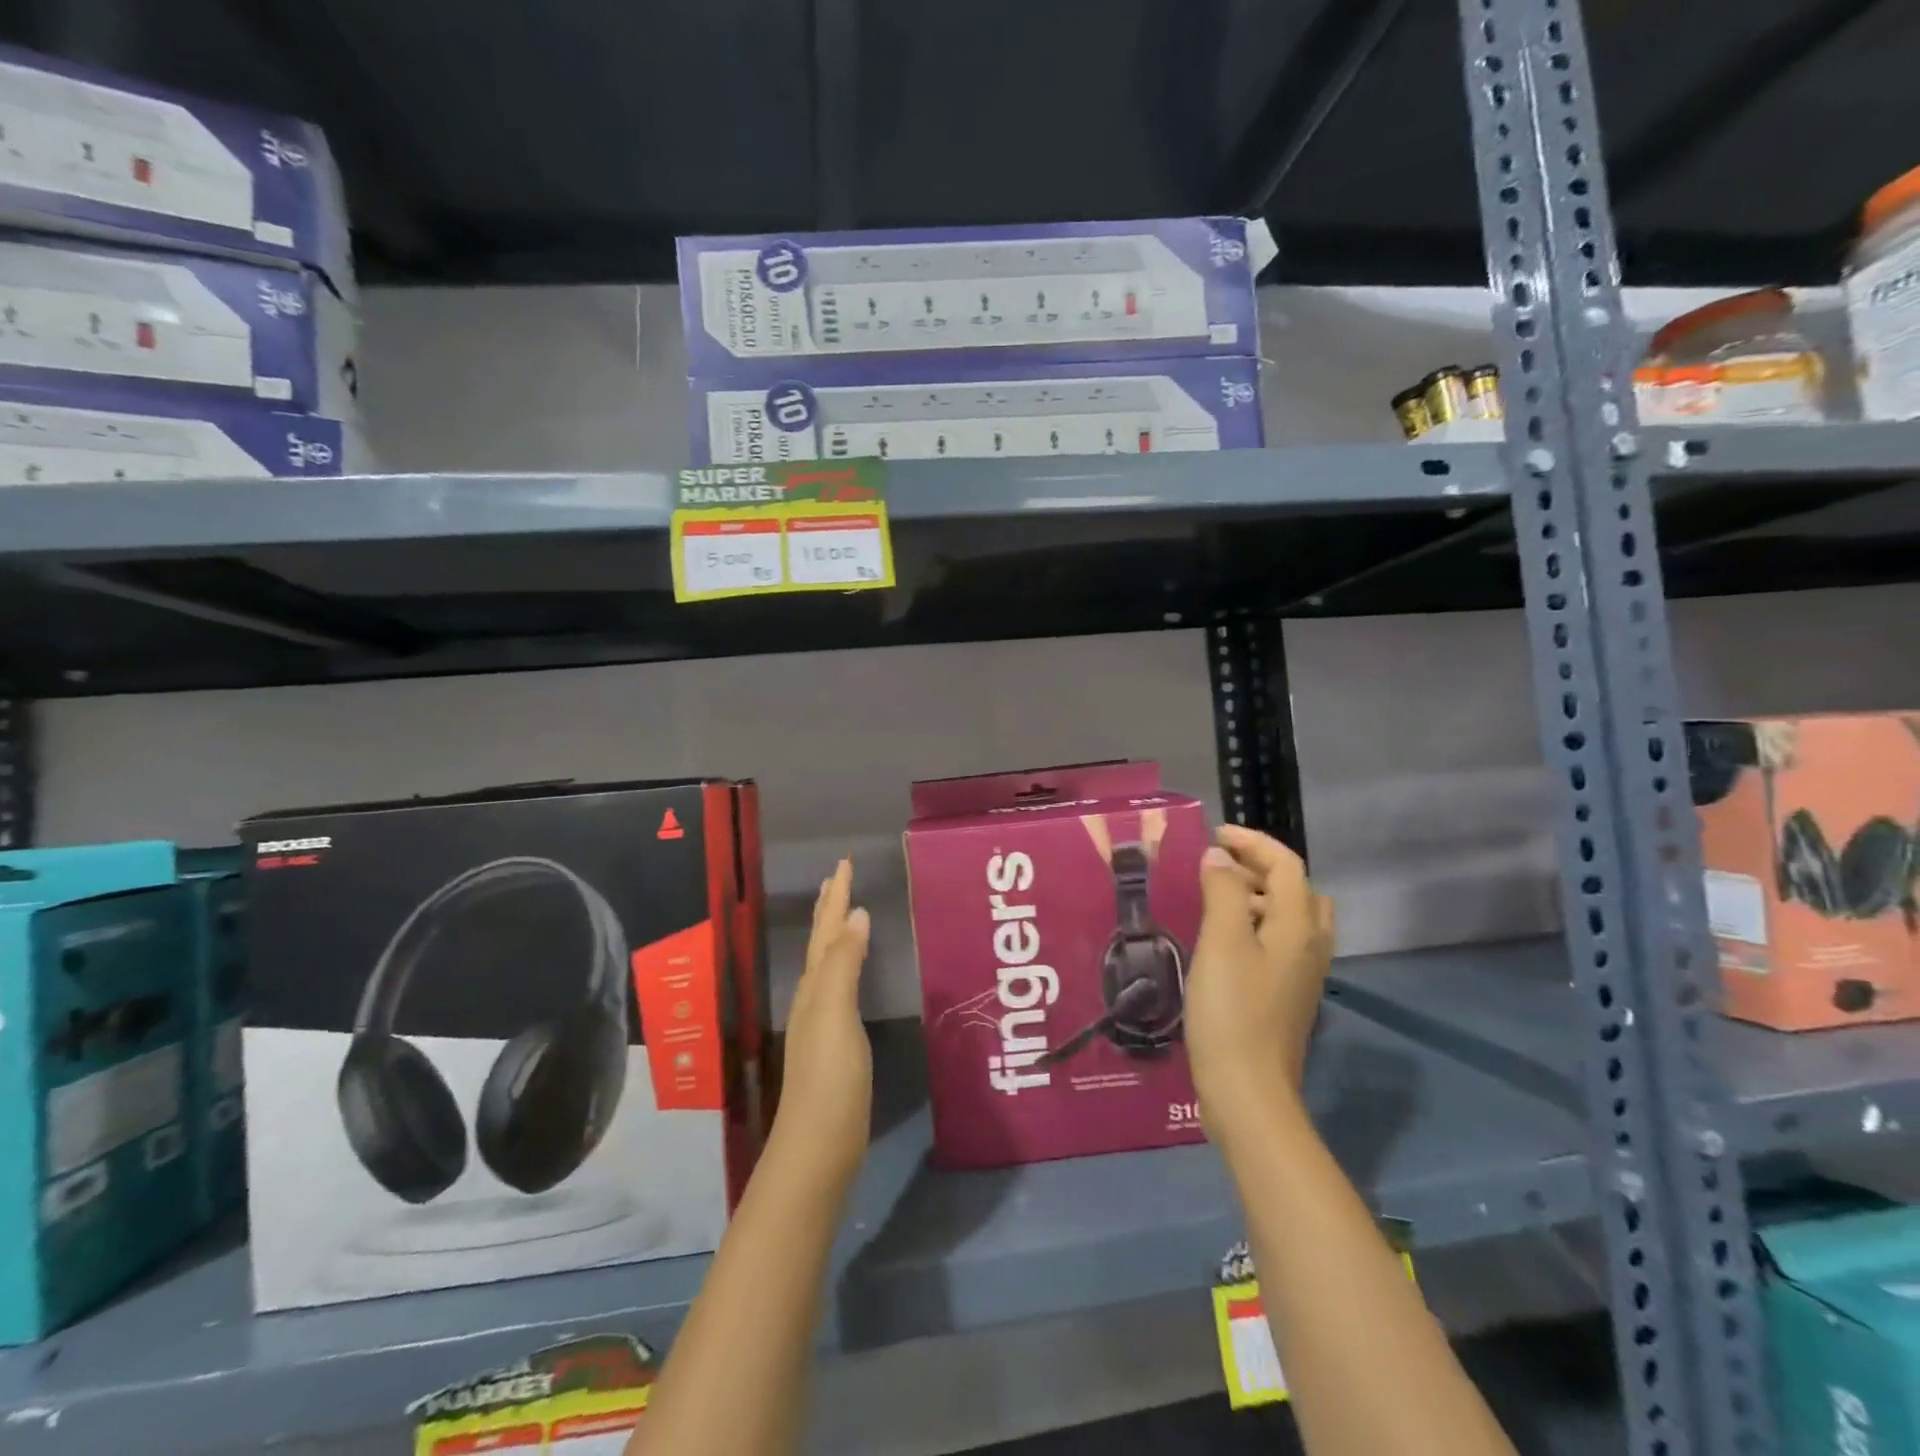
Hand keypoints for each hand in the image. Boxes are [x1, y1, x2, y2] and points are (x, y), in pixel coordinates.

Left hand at [770, 858, 872, 1187]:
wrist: (819, 1145)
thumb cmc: (829, 1077)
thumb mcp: (836, 1013)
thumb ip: (844, 963)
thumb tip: (856, 913)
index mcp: (815, 986)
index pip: (827, 929)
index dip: (836, 896)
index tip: (843, 862)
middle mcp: (814, 997)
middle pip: (822, 942)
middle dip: (830, 907)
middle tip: (840, 876)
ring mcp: (823, 1021)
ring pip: (828, 962)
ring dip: (835, 932)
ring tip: (845, 912)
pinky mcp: (835, 1043)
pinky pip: (840, 986)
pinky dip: (846, 964)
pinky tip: (851, 972)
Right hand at [1185, 827, 1334, 1143]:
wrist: (1248, 1092)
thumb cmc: (1232, 1011)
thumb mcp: (1222, 943)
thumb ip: (1222, 892)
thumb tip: (1219, 857)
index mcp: (1299, 927)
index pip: (1286, 865)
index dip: (1252, 842)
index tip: (1214, 834)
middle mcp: (1310, 946)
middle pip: (1297, 889)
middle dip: (1259, 868)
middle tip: (1216, 867)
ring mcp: (1301, 974)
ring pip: (1289, 917)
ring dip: (1257, 896)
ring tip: (1214, 899)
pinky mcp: (1286, 996)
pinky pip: (1278, 942)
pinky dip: (1254, 925)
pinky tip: (1221, 942)